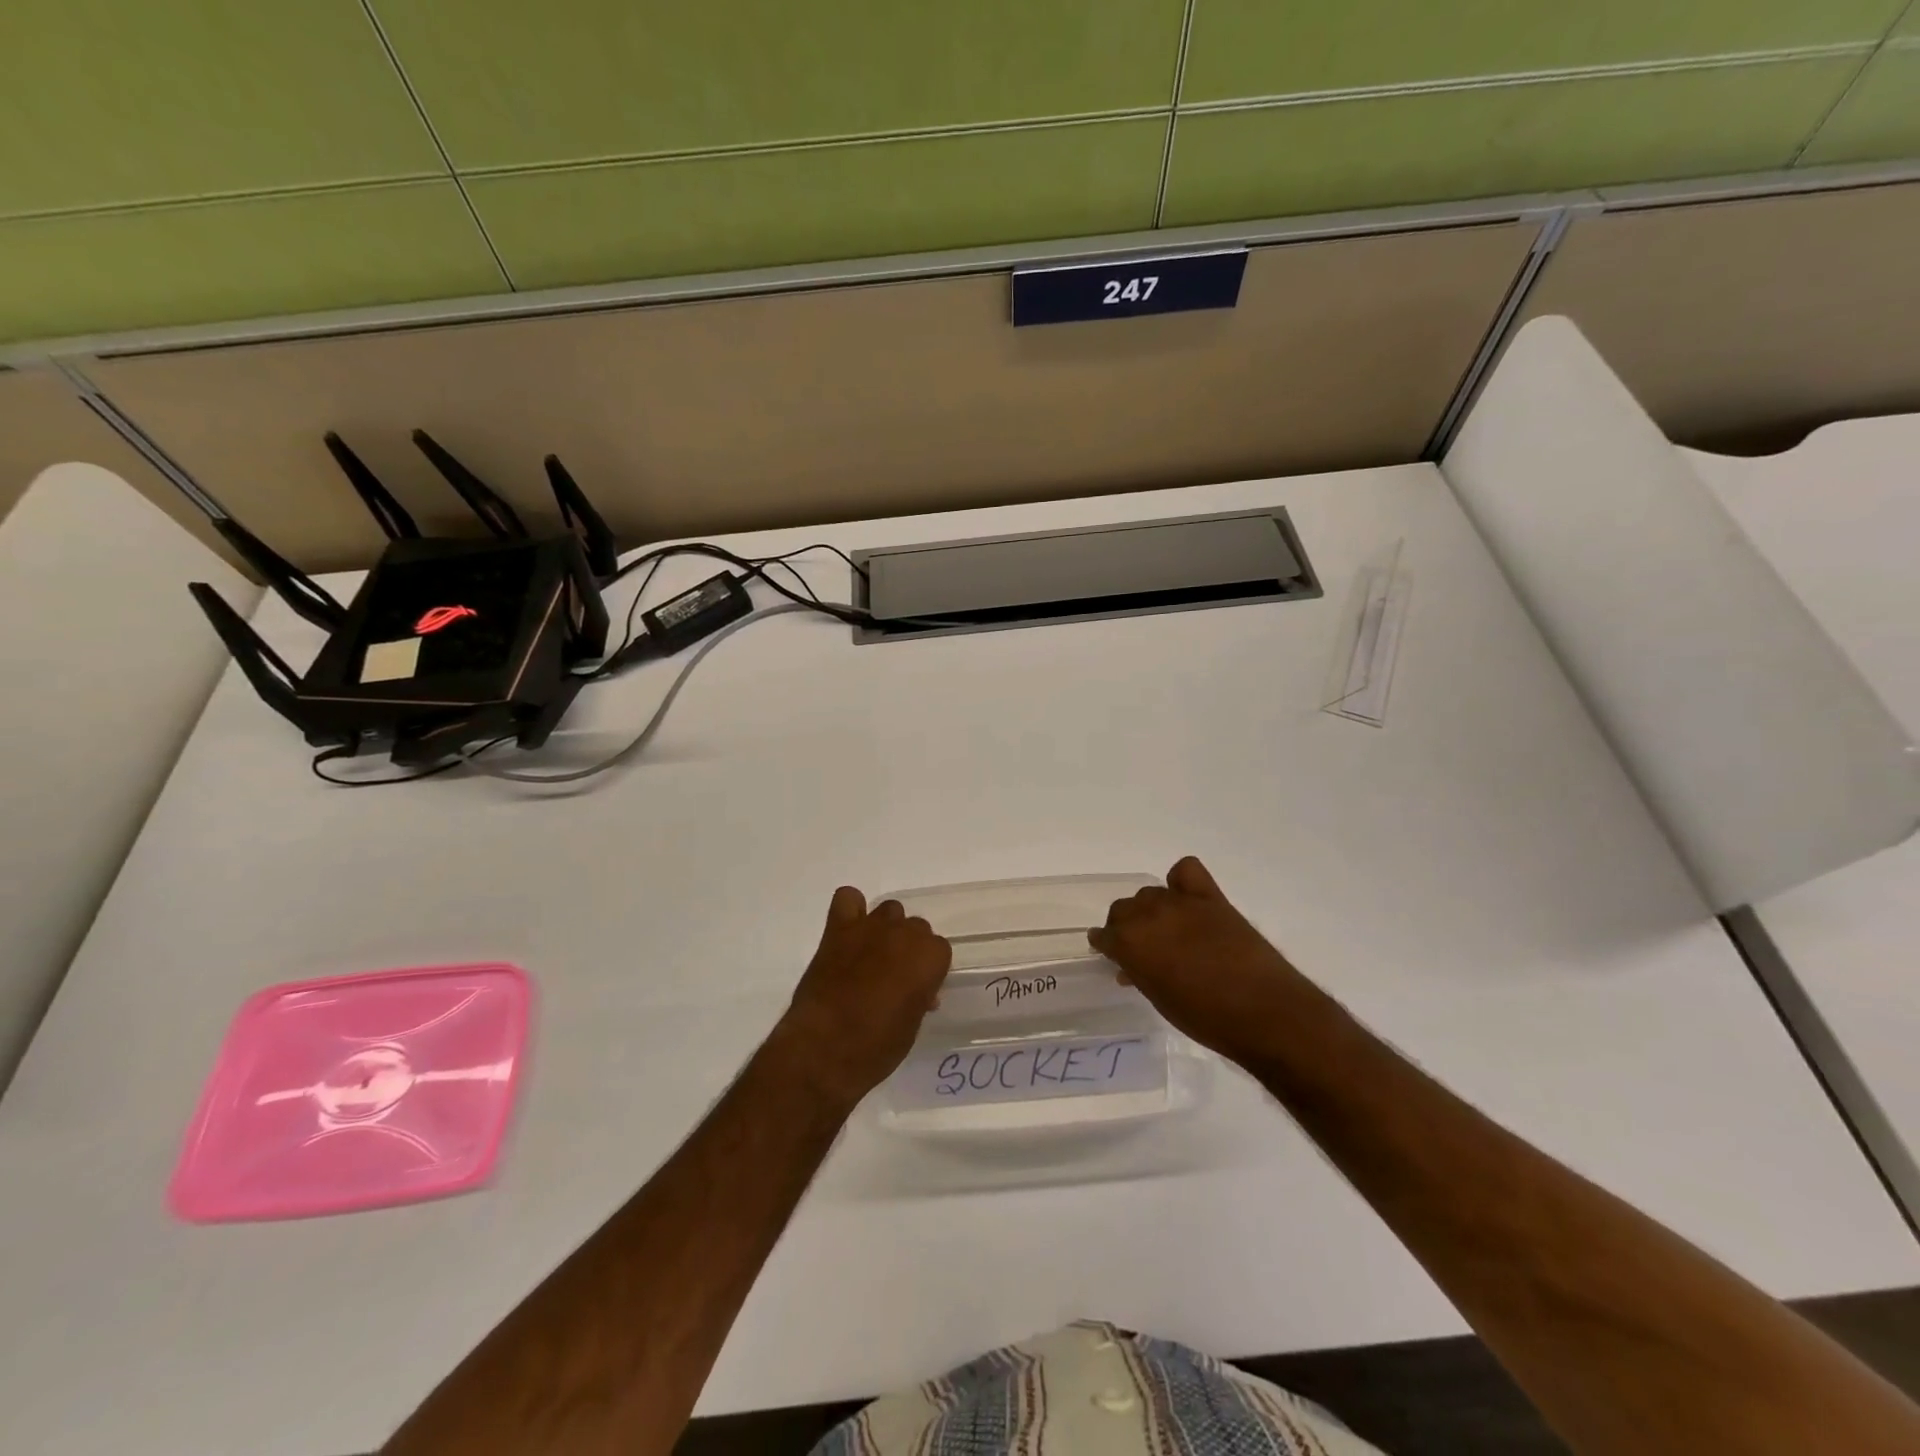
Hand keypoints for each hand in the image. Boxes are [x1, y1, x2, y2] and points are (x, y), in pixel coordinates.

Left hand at [770, 887, 952, 1110]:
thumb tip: (918, 992)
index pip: (939, 950)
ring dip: (886, 929)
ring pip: (890, 911)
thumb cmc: (876, 1048)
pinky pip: (848, 899)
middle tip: (894, 977)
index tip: (917, 990)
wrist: (824, 1049)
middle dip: (909, 949)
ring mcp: (870, 927)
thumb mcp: (911, 1026)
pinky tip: (848, 933)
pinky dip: (851, 911)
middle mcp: (904, 933)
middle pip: (916, 928)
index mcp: (929, 957)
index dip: (927, 971)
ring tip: (872, 956)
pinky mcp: (838, 929)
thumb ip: (919, 997)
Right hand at [1090, 856, 1306, 1068]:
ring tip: (1165, 931)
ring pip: (1149, 893)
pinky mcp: (1210, 897)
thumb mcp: (1160, 1000)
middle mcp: (1148, 915)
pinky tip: (1186, 901)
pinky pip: (1185, 870)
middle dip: (1125, 927)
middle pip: (1123, 909)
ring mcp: (1180, 902)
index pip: (1104, 936)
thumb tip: (1131, 966)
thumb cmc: (1206, 1018)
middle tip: (1140, 949)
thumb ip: (1140, 974)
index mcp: (1130, 944)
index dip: (1107, 947)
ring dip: (1150, 910)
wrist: (1264, 1011)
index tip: (1113, 956)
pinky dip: (1180, 882)